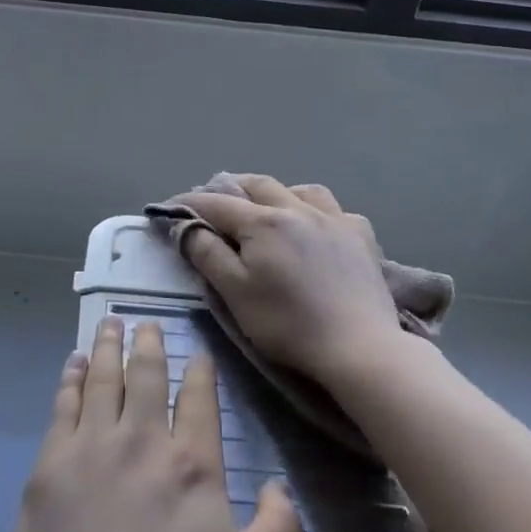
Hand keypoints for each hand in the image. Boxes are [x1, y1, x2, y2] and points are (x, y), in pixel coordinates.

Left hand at [3, 316, 302, 531]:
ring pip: (103, 379)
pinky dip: (70, 379)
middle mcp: (143, 441)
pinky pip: (63, 405)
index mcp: (192, 465)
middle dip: (149, 345)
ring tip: (110, 324)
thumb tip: (279, 486)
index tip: (197, 352)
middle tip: (146, 322)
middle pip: (147, 377)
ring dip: (108, 348)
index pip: (199, 400)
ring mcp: (92, 447)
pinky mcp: (51, 465)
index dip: (200, 371)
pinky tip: (71, 365)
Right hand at [162, 176, 406, 389]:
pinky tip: (318, 228)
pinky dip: (318, 211)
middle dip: (231, 188)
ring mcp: (335, 219)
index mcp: (263, 221)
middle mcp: (298, 208)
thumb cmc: (288, 323)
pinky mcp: (361, 237)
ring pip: (300, 189)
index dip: (189, 203)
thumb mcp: (235, 293)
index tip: (169, 208)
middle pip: (258, 185)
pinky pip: (336, 210)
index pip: (216, 203)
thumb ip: (207, 254)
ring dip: (277, 193)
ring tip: (268, 207)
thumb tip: (186, 227)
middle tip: (215, 202)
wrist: (358, 347)